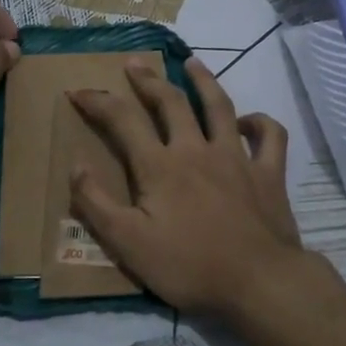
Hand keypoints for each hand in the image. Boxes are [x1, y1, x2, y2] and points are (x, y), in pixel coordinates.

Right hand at [68, 58, 304, 317]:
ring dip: (204, 80)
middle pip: (171, 102)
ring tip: (192, 62)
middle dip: (149, 80)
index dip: (98, 101)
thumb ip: (97, 204)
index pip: (122, 120)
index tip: (78, 91)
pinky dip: (259, 122)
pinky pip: (269, 136)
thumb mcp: (128, 244)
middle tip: (135, 63)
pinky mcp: (269, 173)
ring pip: (220, 106)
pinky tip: (248, 121)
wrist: (258, 282)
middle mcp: (196, 149)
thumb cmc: (189, 266)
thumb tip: (76, 166)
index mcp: (160, 166)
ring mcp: (237, 157)